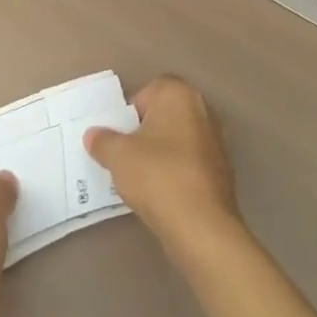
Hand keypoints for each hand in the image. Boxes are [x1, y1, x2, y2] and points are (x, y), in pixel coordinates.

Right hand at [85, 76, 238, 250]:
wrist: (201, 226)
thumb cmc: (156, 175)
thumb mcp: (117, 155)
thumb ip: (102, 140)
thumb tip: (94, 135)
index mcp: (179, 95)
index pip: (149, 91)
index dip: (130, 110)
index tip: (119, 133)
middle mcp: (203, 111)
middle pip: (165, 115)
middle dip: (144, 131)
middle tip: (125, 153)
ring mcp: (217, 143)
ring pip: (178, 140)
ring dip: (160, 153)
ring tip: (139, 176)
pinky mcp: (223, 172)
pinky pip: (189, 163)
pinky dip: (175, 172)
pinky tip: (160, 192)